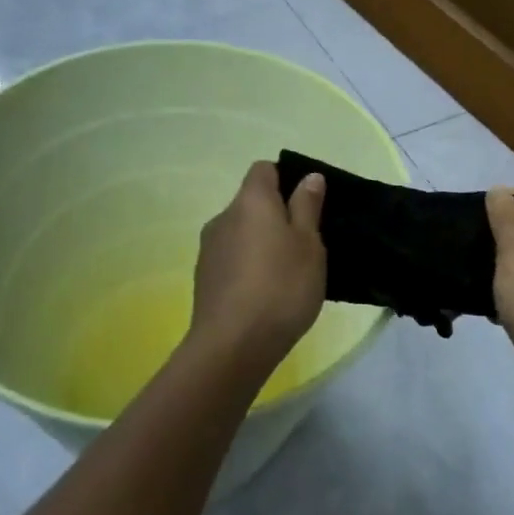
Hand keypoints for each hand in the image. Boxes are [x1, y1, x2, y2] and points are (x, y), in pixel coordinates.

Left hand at [190, 161, 326, 361]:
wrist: (233, 345)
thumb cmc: (281, 286)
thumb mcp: (309, 244)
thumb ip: (307, 207)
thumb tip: (309, 177)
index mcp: (251, 201)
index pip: (264, 169)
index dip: (286, 178)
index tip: (308, 204)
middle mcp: (223, 217)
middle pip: (251, 202)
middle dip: (277, 215)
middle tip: (306, 243)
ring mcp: (209, 249)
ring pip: (242, 232)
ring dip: (262, 242)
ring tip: (288, 272)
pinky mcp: (204, 278)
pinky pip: (232, 258)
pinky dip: (249, 266)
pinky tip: (266, 293)